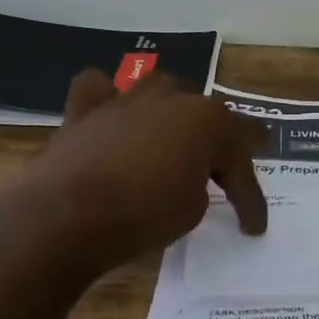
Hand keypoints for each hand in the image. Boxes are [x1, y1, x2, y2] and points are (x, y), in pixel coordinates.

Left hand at [16, 70, 267, 277]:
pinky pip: (101, 90)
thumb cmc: (141, 214)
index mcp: (208, 120)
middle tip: (222, 181)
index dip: (250, 196)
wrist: (64, 216)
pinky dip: (109, 100)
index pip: (241, 159)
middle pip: (207, 118)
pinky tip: (114, 115)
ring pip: (162, 91)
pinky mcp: (85, 109)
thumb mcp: (192, 211)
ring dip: (173, 115)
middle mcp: (172, 97)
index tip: (254, 227)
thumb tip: (188, 178)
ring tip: (175, 141)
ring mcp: (126, 97)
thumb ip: (201, 185)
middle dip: (218, 148)